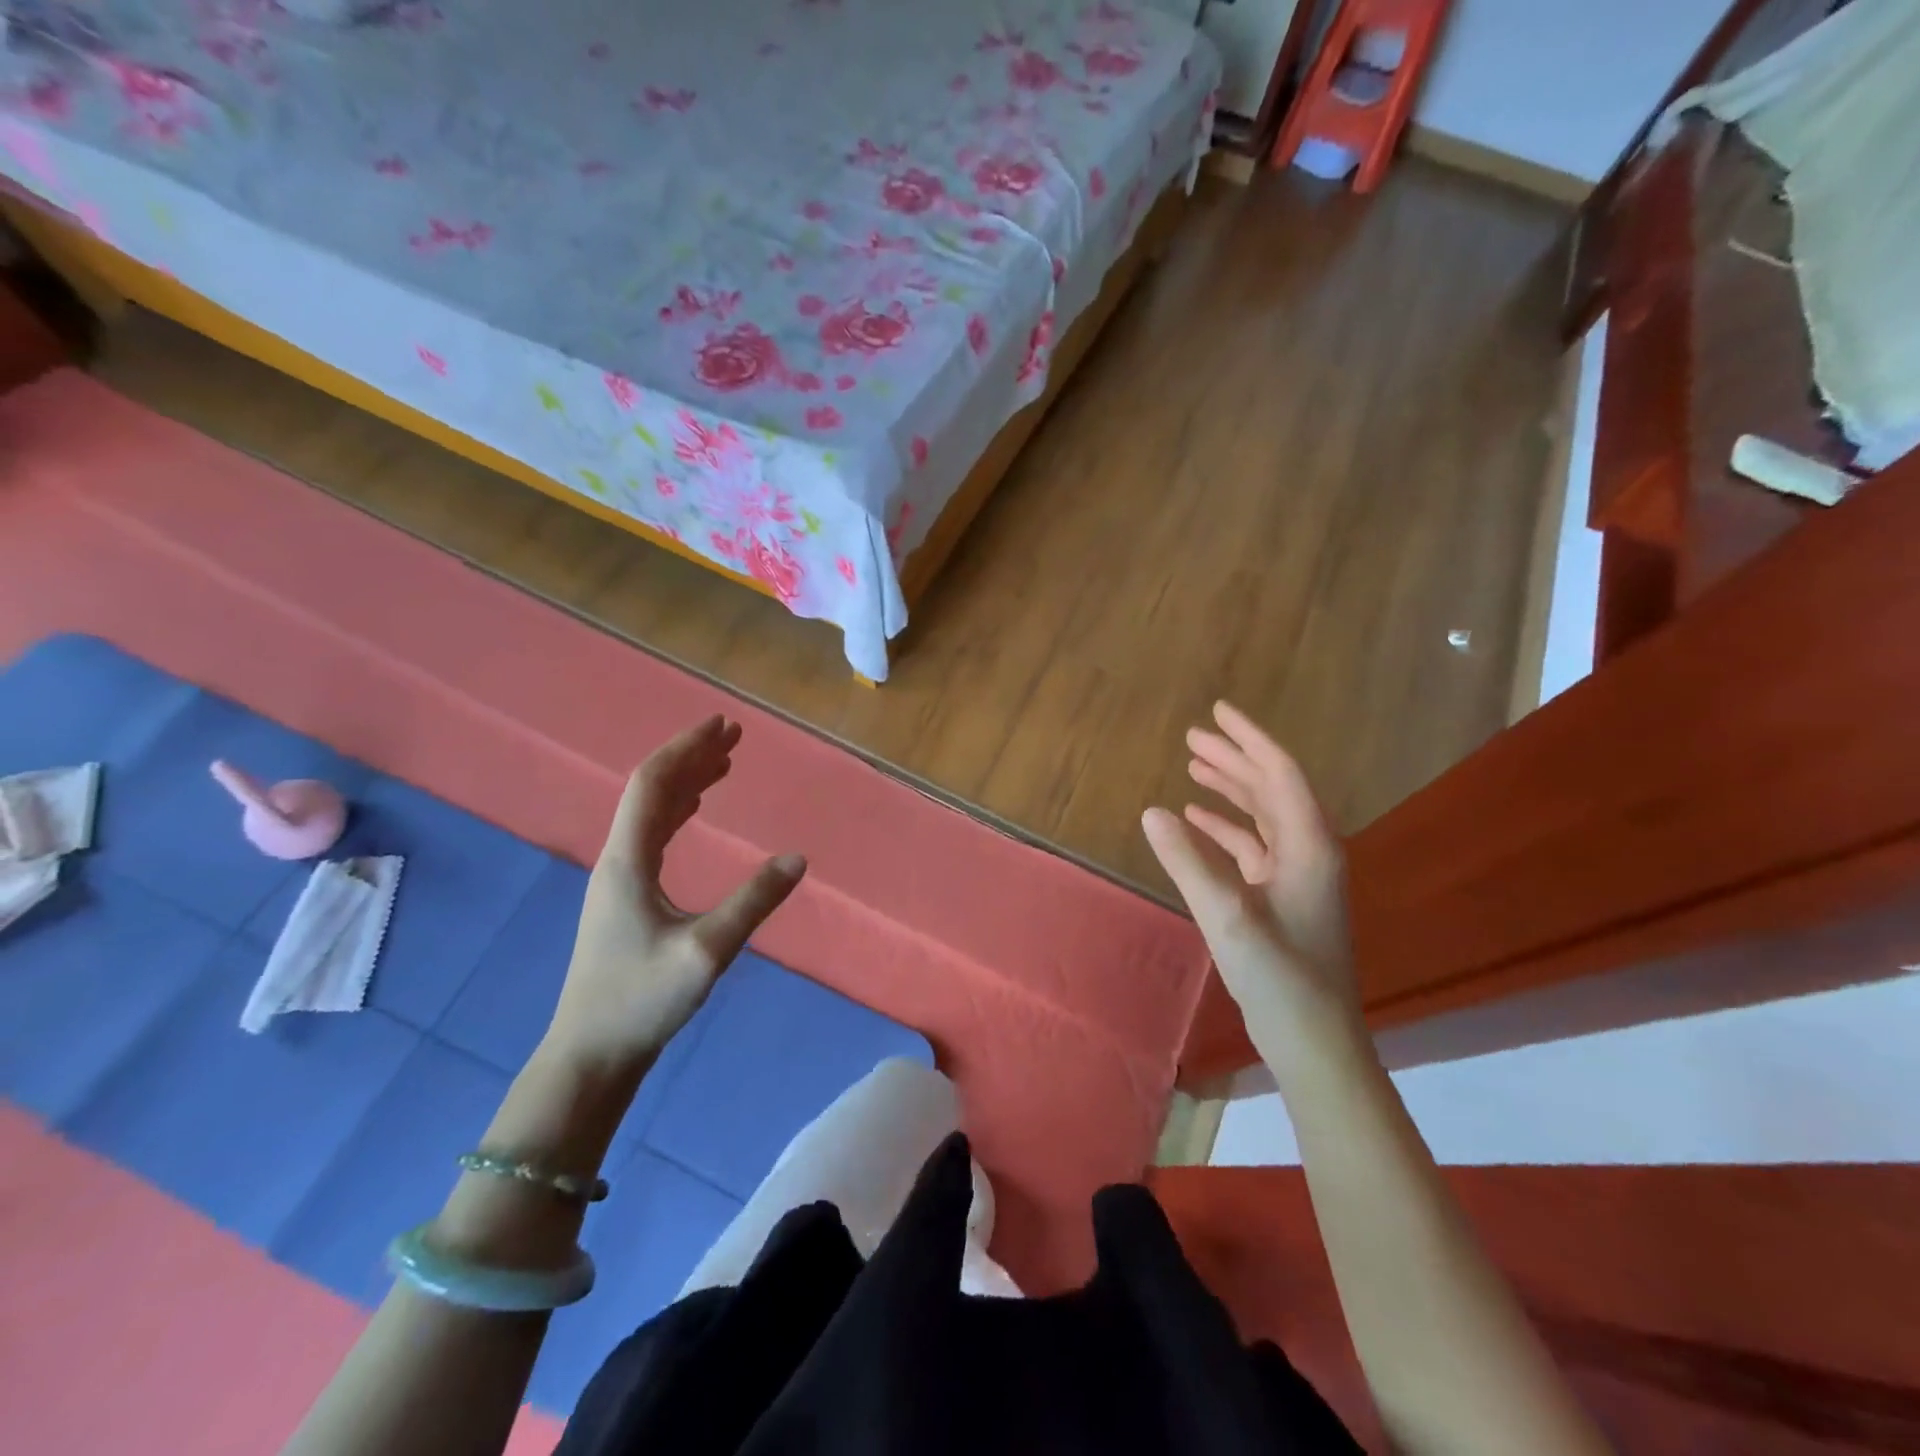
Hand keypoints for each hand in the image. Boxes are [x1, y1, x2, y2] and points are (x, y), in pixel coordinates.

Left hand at [545, 716, 806, 1074]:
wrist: (590, 1055)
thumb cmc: (641, 1001)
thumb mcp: (706, 951)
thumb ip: (753, 902)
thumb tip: (798, 859)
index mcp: (628, 860)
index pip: (654, 784)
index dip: (688, 749)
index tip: (723, 724)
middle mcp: (618, 859)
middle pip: (652, 790)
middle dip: (692, 757)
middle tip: (733, 736)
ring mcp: (618, 879)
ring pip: (651, 812)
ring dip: (687, 782)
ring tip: (724, 764)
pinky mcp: (625, 898)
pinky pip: (653, 835)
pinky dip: (679, 811)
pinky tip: (695, 811)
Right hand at [1142, 702, 1358, 1043]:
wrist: (1314, 1040)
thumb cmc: (1279, 976)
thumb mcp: (1227, 916)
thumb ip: (1188, 861)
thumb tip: (1152, 811)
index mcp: (1309, 846)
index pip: (1279, 773)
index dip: (1249, 739)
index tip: (1218, 710)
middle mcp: (1309, 851)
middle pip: (1271, 788)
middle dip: (1234, 758)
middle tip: (1193, 736)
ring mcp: (1297, 876)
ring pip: (1262, 815)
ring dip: (1230, 789)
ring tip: (1193, 766)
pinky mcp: (1282, 898)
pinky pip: (1252, 846)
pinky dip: (1226, 827)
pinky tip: (1197, 821)